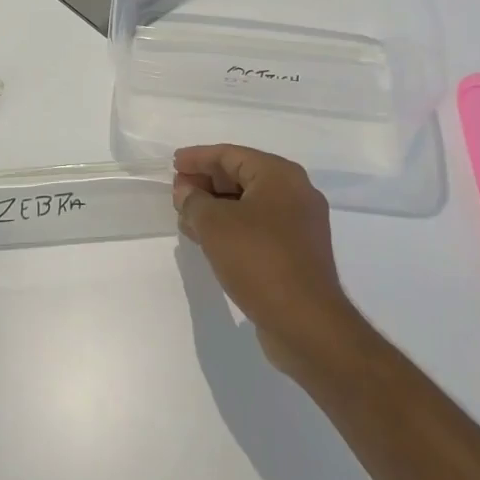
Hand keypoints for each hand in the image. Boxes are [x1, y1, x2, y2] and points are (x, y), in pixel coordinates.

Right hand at [172, 144, 357, 379]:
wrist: (306, 324)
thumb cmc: (259, 259)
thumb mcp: (214, 224)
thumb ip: (194, 201)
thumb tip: (186, 191)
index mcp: (280, 175)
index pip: (230, 155)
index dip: (198, 158)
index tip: (173, 164)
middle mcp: (295, 193)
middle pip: (241, 177)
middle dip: (206, 183)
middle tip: (177, 193)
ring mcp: (300, 225)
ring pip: (248, 204)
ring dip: (216, 208)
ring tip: (185, 218)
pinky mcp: (297, 253)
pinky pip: (258, 227)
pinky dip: (232, 227)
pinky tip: (208, 239)